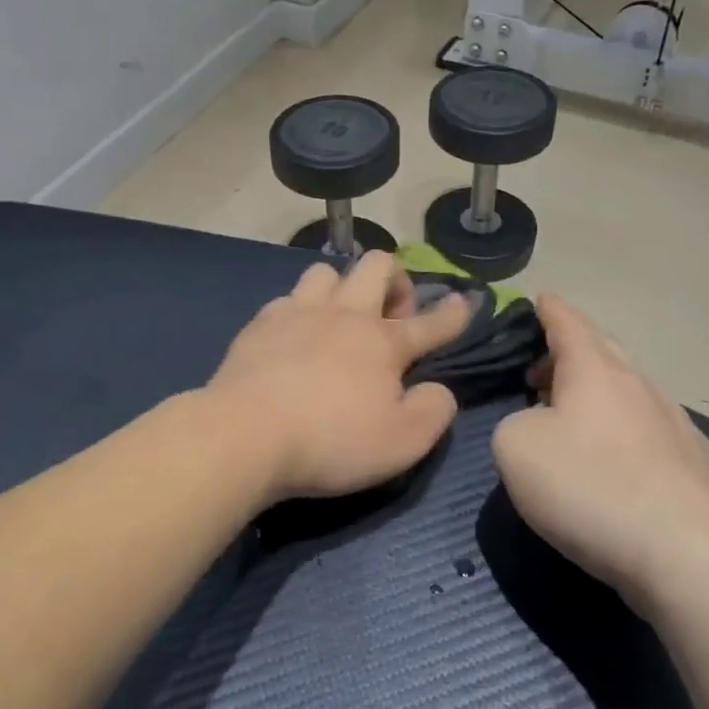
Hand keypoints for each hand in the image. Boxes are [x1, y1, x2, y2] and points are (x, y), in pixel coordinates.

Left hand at [206, 253, 471, 500]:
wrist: (244, 435)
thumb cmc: (331, 441)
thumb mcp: (402, 443)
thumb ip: (432, 412)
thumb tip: (438, 390)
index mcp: (383, 342)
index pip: (430, 322)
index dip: (452, 314)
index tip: (464, 302)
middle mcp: (343, 315)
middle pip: (376, 265)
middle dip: (394, 280)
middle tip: (391, 317)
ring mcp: (297, 312)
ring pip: (326, 272)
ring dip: (341, 288)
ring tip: (338, 320)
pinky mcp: (259, 324)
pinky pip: (286, 299)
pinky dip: (298, 312)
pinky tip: (292, 337)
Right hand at [493, 295, 708, 604]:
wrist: (683, 550)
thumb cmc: (587, 485)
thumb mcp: (515, 447)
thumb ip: (516, 422)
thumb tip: (539, 427)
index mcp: (594, 369)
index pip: (568, 323)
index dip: (550, 310)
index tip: (541, 297)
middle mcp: (638, 384)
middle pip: (604, 349)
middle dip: (572, 349)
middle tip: (543, 365)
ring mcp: (675, 422)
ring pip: (630, 389)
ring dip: (599, 392)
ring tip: (574, 415)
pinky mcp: (697, 463)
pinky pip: (652, 429)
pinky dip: (627, 430)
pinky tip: (620, 459)